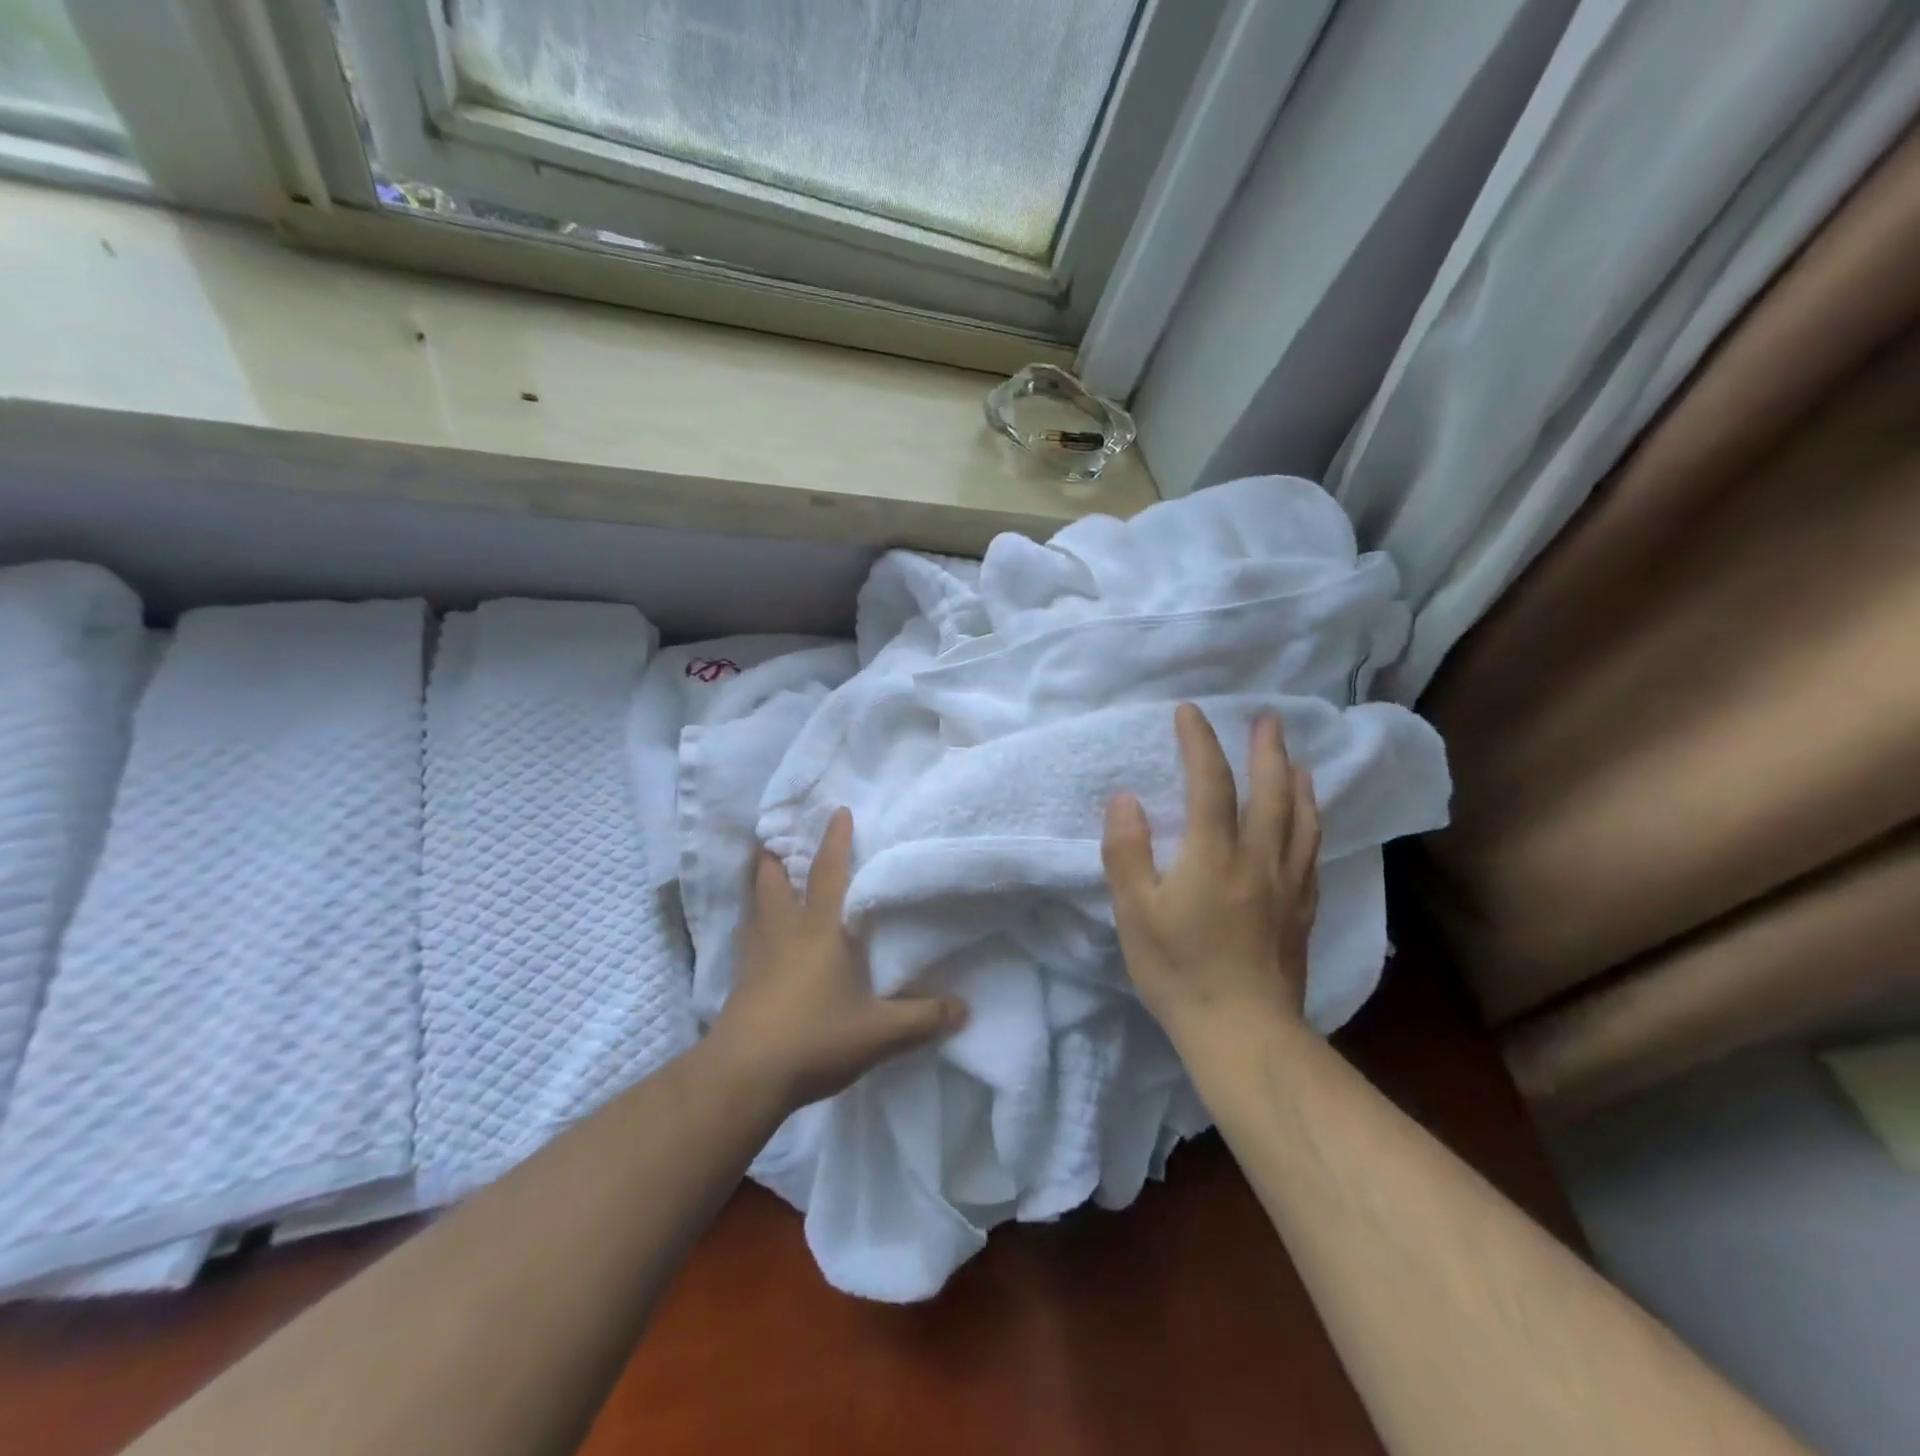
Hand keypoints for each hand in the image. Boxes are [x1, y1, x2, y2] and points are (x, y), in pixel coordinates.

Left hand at [708, 808, 966, 1112]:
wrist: (744, 1076)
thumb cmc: (814, 1038)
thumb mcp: (879, 1033)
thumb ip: (922, 1018)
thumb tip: (964, 1010)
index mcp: (820, 930)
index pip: (828, 873)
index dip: (835, 841)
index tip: (839, 811)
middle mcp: (784, 933)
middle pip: (773, 882)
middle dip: (775, 858)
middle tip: (778, 841)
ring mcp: (756, 957)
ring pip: (754, 910)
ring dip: (760, 891)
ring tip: (766, 881)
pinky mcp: (740, 984)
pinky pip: (747, 942)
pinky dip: (753, 929)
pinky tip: (759, 942)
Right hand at [1102, 704, 1320, 1049]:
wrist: (1244, 1033)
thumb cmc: (1179, 970)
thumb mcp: (1135, 912)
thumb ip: (1127, 852)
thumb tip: (1126, 800)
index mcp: (1215, 855)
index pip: (1211, 783)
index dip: (1200, 743)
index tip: (1190, 713)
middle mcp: (1260, 859)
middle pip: (1272, 792)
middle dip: (1267, 750)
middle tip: (1268, 719)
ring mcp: (1288, 885)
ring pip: (1302, 820)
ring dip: (1298, 782)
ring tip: (1297, 760)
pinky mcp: (1302, 911)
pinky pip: (1311, 853)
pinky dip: (1310, 823)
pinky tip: (1308, 823)